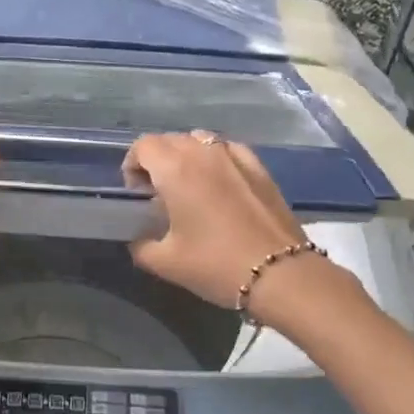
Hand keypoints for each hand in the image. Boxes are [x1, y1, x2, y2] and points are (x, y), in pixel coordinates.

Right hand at [123, 132, 314, 310]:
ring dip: (186, 156)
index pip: (144, 146)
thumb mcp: (165, 263)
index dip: (132, 164)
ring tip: (188, 186)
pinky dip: (216, 158)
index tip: (136, 192)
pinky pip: (229, 149)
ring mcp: (236, 157)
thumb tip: (139, 240)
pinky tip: (220, 183)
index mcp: (176, 169)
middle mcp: (204, 153)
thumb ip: (141, 246)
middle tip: (157, 193)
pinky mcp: (260, 168)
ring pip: (200, 140)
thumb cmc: (215, 264)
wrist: (280, 274)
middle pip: (170, 140)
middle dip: (157, 160)